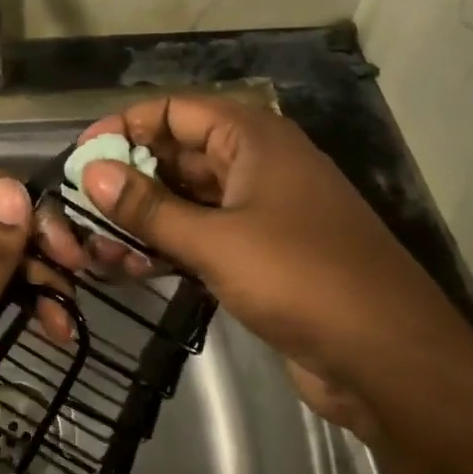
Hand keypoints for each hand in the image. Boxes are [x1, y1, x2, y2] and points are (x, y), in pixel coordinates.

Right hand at [51, 96, 470, 436]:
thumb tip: (92, 172)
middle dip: (128, 179)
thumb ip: (149, 207)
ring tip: (97, 246)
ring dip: (143, 217)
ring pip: (185, 198)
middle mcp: (255, 163)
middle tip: (81, 208)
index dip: (123, 127)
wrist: (392, 362)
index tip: (81, 156)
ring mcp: (260, 209)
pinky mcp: (260, 252)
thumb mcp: (216, 241)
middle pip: (176, 154)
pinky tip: (131, 267)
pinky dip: (168, 244)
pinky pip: (202, 233)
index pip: (173, 111)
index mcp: (252, 138)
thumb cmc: (303, 280)